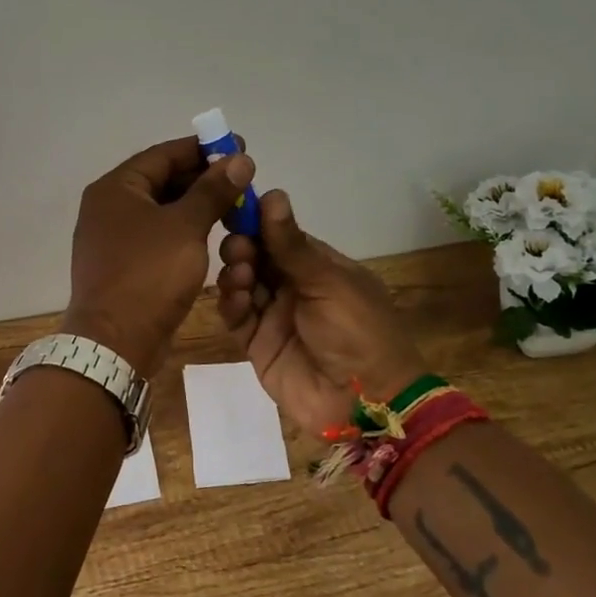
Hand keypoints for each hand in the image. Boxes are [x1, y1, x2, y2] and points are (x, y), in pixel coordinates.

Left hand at [62, 137, 256, 377]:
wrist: (115, 343)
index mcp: (115, 188)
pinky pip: (157, 235)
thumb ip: (213, 190)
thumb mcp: (186, 227)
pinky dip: (183, 229)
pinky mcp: (123, 263)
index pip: (164, 154)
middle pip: (161, 180)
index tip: (238, 146)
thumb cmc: (149, 275)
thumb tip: (239, 159)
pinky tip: (212, 233)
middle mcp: (108, 206)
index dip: (203, 149)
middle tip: (242, 178)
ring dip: (196, 205)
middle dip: (203, 178)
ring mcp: (113, 237)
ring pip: (161, 209)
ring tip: (234, 204)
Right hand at [215, 190, 428, 436]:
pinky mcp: (258, 343)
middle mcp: (293, 286)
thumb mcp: (328, 282)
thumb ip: (291, 244)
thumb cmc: (357, 331)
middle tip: (240, 249)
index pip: (278, 234)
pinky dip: (231, 304)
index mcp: (317, 265)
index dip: (256, 221)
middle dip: (242, 247)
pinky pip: (236, 316)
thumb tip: (271, 193)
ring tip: (240, 275)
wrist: (364, 403)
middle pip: (255, 256)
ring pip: (241, 283)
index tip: (232, 206)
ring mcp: (273, 315)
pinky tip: (235, 300)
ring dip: (235, 273)